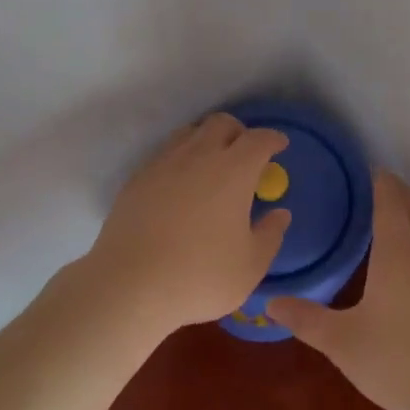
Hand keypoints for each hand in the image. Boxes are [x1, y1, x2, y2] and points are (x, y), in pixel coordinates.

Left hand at [84, 113, 291, 335]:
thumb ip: (270, 235)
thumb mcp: (250, 266)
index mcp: (233, 171)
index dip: (273, 139)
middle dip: (239, 132)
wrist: (130, 286)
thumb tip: (279, 213)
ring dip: (207, 139)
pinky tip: (181, 184)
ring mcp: (164, 164)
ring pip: (190, 132)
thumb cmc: (200, 277)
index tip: (280, 146)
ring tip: (212, 164)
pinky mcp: (138, 178)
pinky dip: (181, 157)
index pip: (258, 140)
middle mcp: (198, 156)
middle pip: (221, 123)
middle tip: (246, 154)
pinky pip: (166, 153)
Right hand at [268, 171, 409, 409]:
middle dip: (400, 189)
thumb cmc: (399, 363)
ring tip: (400, 218)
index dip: (381, 181)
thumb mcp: (343, 344)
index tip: (369, 170)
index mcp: (397, 254)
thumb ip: (306, 320)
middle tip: (380, 186)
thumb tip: (270, 301)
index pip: (390, 201)